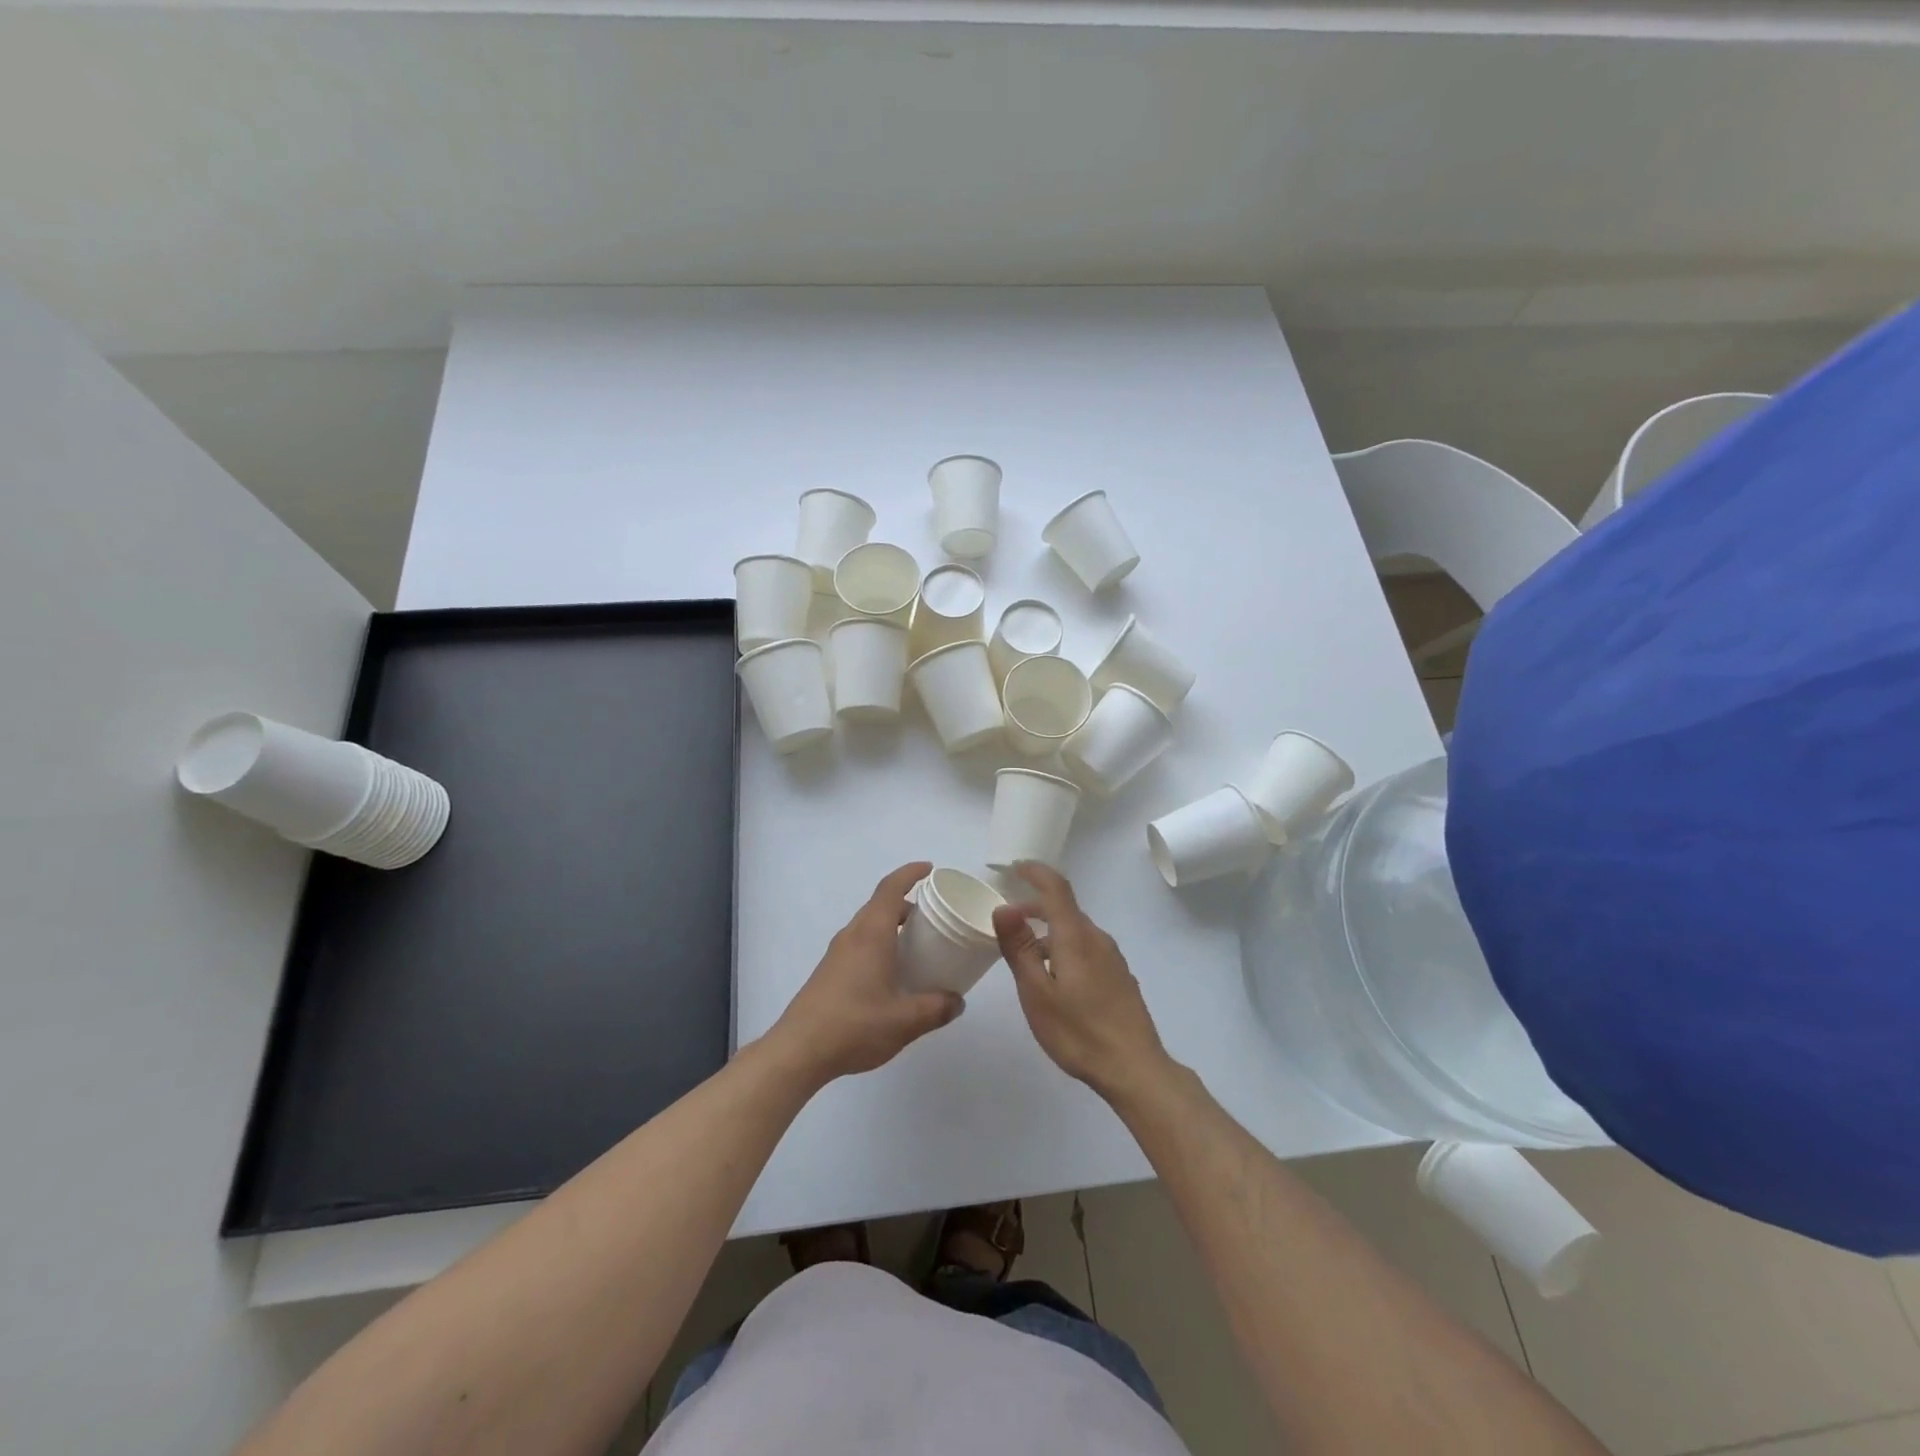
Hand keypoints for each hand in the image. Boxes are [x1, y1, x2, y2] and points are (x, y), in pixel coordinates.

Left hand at [766, 862, 963, 1085]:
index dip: (910, 873)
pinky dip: (881, 944)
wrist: (799, 1051)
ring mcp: (837, 953)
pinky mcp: (830, 971)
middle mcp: (852, 935)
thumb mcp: (905, 1021)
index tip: (930, 869)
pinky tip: (893, 973)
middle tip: (935, 916)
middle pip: (880, 905)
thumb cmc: (854, 1026)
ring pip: (869, 925)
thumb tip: (957, 1001)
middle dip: (908, 903)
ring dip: (893, 925)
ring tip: (919, 945)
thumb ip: (936, 1008)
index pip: (891, 888)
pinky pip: (860, 943)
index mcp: (871, 934)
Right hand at [993, 863, 1170, 1100]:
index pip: (1056, 888)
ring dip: (1049, 932)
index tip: (1015, 868)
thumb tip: (1003, 908)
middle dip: (1035, 908)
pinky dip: (1065, 948)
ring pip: (1076, 931)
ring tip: (1026, 958)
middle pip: (1065, 909)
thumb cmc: (1078, 1031)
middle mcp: (1097, 939)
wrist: (1134, 1068)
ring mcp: (1112, 958)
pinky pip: (1087, 949)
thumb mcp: (1037, 993)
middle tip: (1008, 922)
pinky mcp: (1119, 977)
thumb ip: (1019, 948)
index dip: (1036, 872)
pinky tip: (1056, 979)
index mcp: (1076, 936)